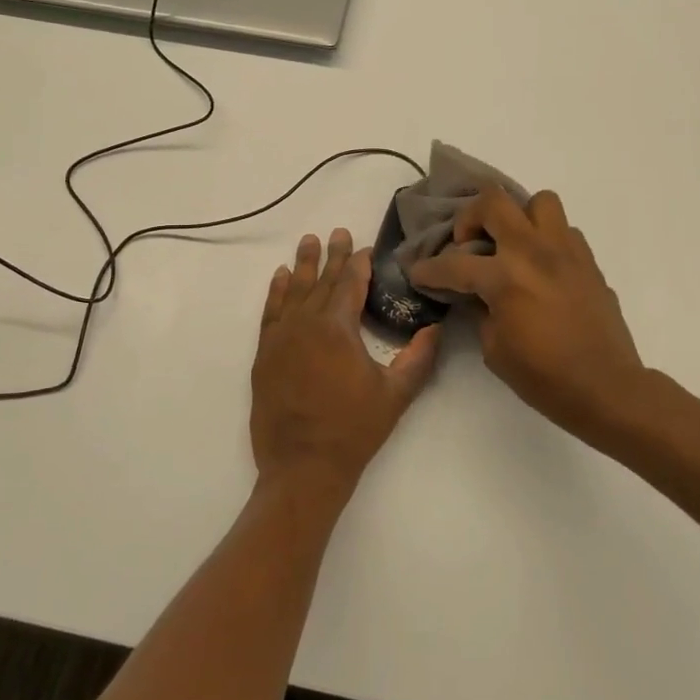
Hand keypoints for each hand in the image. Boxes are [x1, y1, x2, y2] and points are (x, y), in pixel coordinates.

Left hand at [251, 229, 440, 503]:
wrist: (302, 467)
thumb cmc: (353, 430)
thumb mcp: (395, 395)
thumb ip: (418, 358)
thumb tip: (435, 329)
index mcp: (338, 329)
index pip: (350, 284)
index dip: (360, 264)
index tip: (367, 248)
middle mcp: (306, 324)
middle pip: (321, 280)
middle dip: (332, 256)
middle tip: (338, 232)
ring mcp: (281, 338)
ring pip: (293, 291)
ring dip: (302, 265)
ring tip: (308, 241)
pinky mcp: (264, 354)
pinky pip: (270, 312)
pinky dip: (275, 292)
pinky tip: (280, 278)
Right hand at [409, 186, 645, 442]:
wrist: (606, 387)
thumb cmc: (544, 377)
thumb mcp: (494, 350)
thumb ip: (480, 311)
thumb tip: (476, 294)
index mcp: (506, 278)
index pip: (454, 264)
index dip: (428, 269)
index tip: (417, 272)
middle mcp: (534, 252)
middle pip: (494, 202)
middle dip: (471, 217)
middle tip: (468, 242)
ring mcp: (566, 252)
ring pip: (539, 201)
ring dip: (518, 217)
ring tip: (511, 245)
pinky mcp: (588, 261)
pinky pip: (563, 231)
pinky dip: (546, 240)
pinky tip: (541, 268)